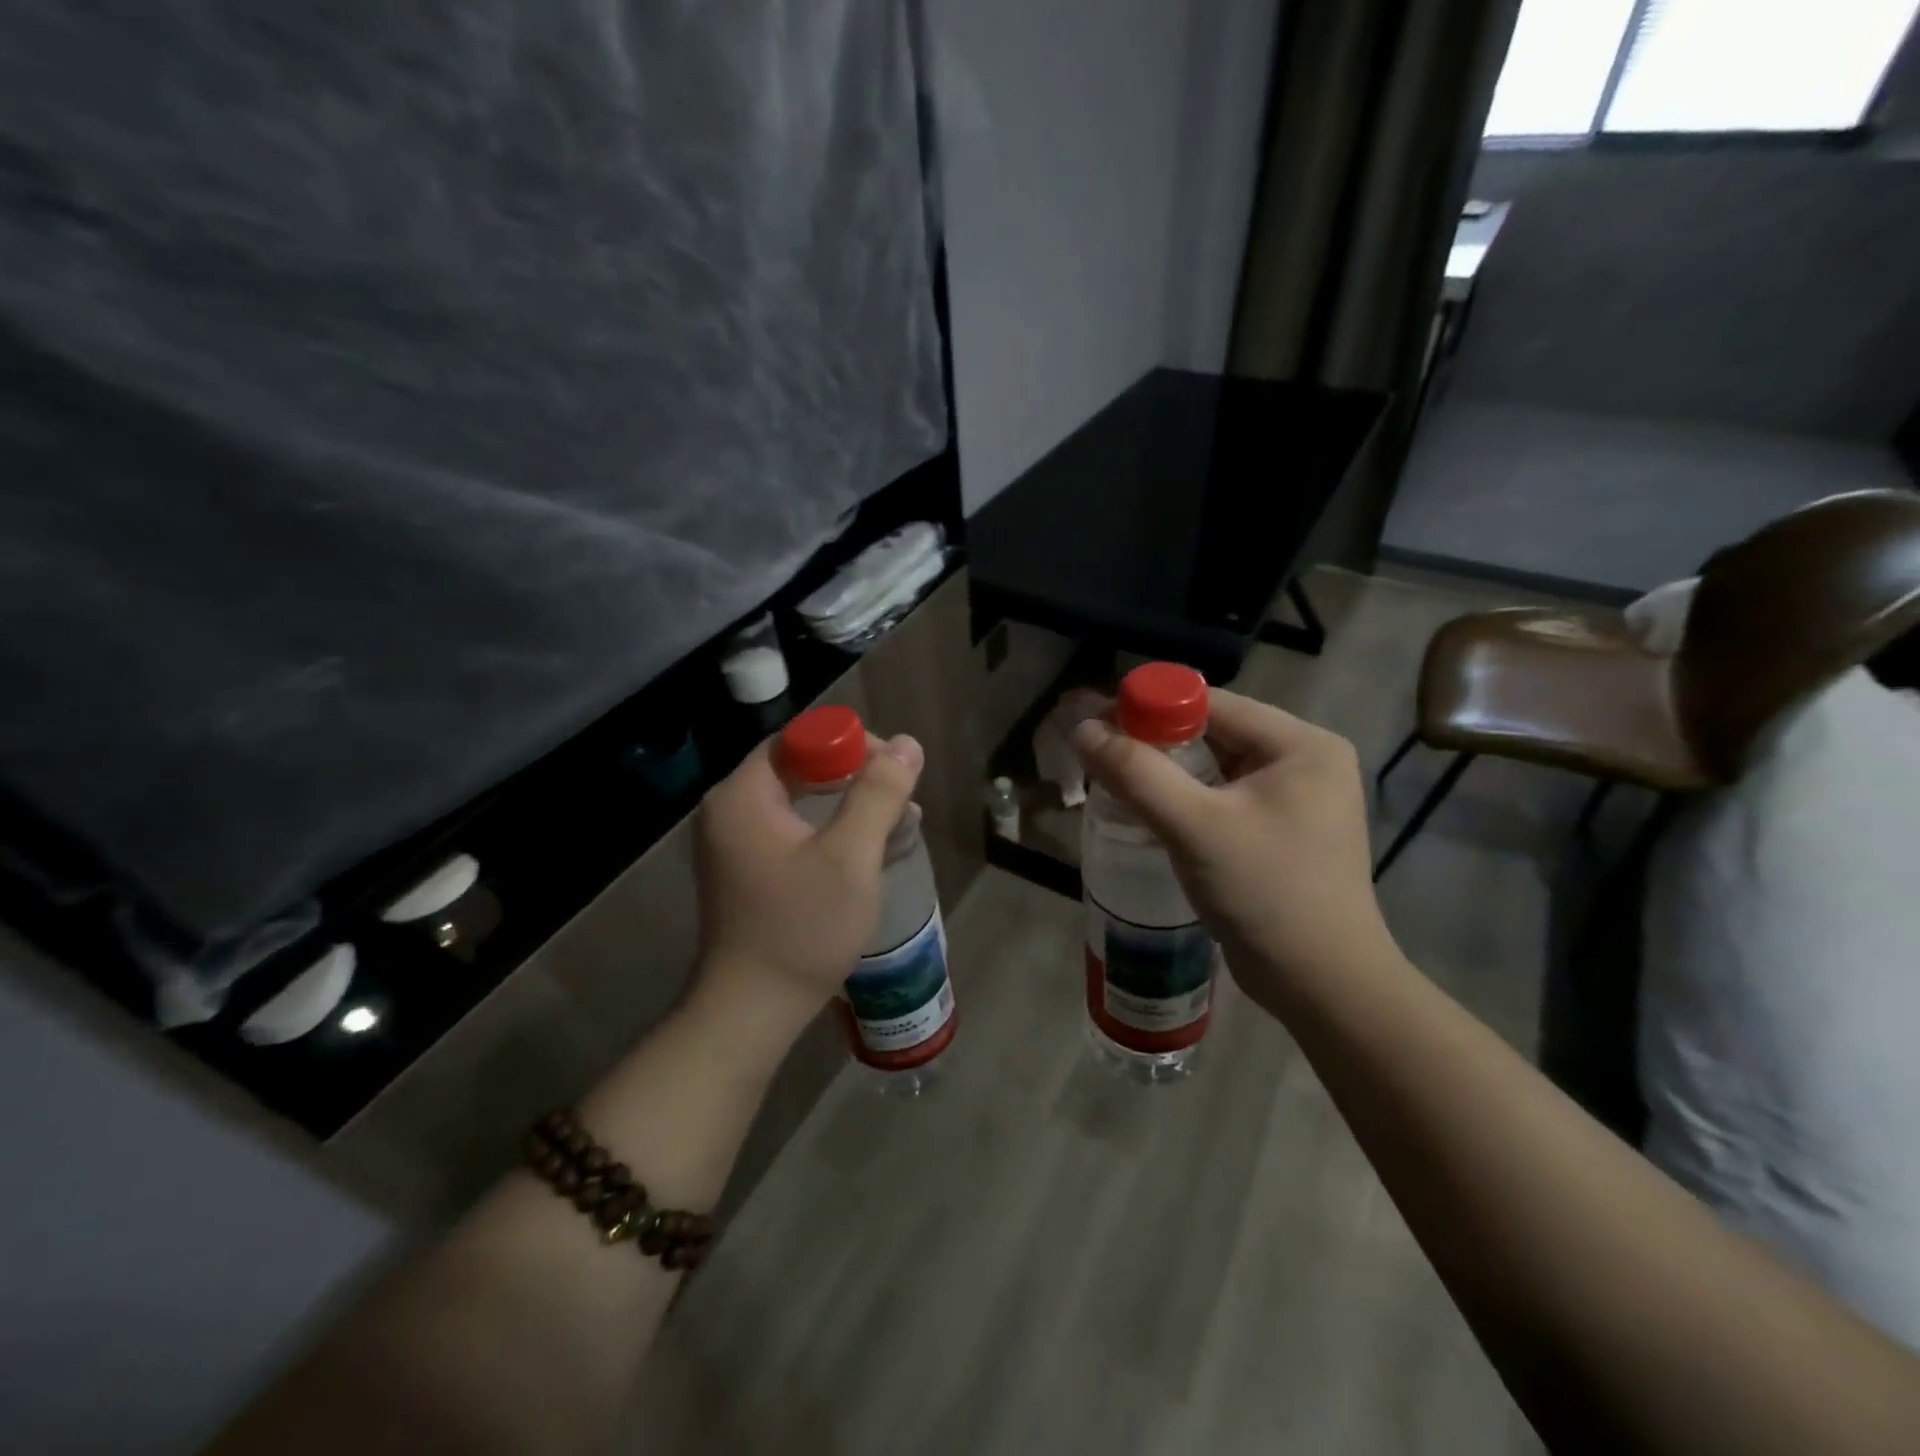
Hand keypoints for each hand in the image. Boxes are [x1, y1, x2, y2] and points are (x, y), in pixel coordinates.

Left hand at [692, 732, 924, 1022]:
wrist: (751, 1012)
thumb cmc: (801, 928)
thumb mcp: (850, 856)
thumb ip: (879, 793)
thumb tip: (908, 744)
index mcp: (743, 796)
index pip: (799, 739)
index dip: (849, 743)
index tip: (892, 768)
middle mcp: (731, 812)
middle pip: (801, 769)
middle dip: (857, 778)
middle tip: (901, 798)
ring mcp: (736, 845)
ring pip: (802, 804)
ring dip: (852, 808)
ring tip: (901, 826)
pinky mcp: (749, 873)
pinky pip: (796, 834)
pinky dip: (834, 835)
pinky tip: (874, 852)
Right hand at [1070, 690, 1396, 1000]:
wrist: (1323, 989)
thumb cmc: (1266, 896)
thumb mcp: (1195, 827)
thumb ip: (1135, 772)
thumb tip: (1079, 726)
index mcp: (1300, 744)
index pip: (1210, 703)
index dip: (1148, 707)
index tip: (1094, 724)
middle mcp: (1303, 760)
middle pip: (1211, 731)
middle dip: (1153, 742)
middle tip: (1098, 754)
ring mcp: (1295, 798)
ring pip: (1213, 765)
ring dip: (1164, 771)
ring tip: (1113, 781)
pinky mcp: (1281, 830)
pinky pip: (1221, 796)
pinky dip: (1184, 798)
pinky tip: (1149, 811)